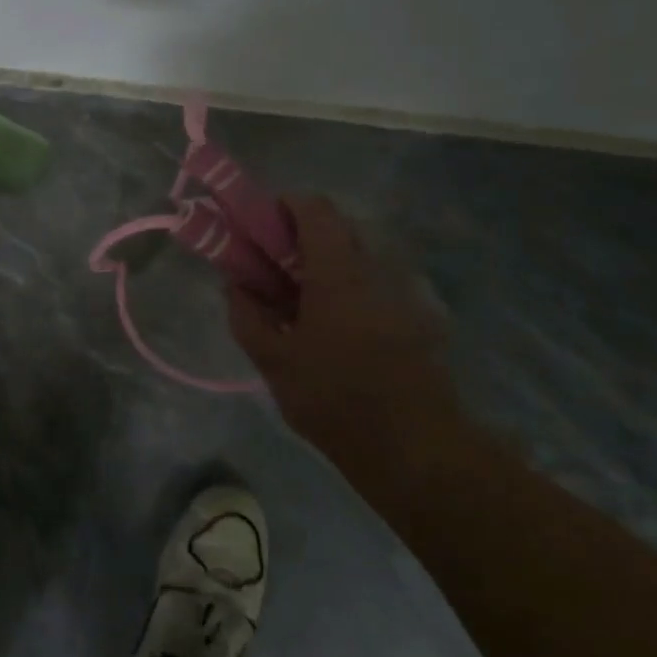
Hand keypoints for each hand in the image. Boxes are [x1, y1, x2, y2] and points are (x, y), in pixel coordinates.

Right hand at [227, 196, 455, 444]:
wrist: (416, 449)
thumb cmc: (336, 399)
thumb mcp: (274, 362)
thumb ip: (247, 316)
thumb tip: (235, 285)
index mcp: (339, 270)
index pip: (314, 207)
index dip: (283, 207)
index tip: (259, 231)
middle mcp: (377, 268)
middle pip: (338, 227)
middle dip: (301, 238)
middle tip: (275, 272)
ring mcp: (405, 290)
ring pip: (359, 256)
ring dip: (328, 265)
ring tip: (307, 307)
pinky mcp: (421, 316)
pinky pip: (379, 283)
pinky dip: (353, 290)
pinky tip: (341, 333)